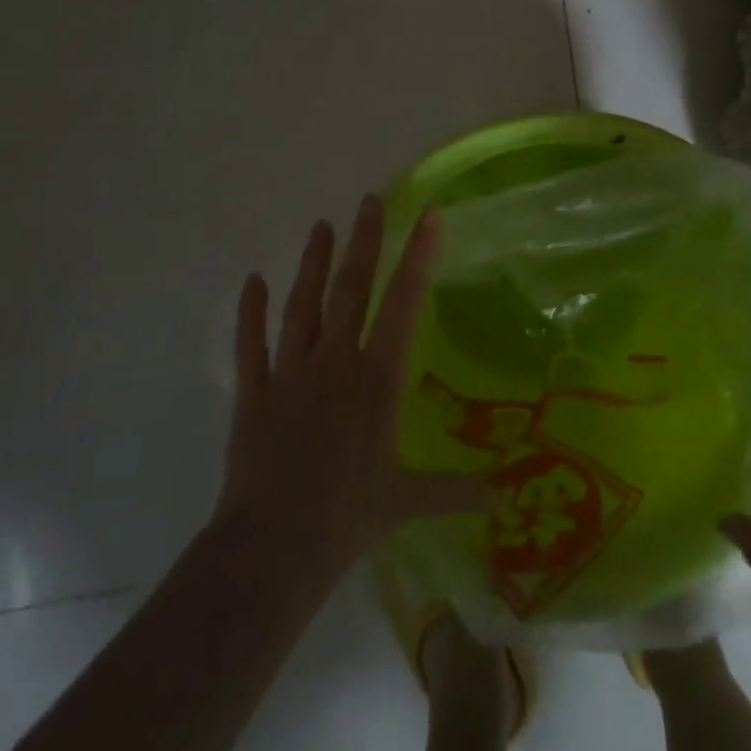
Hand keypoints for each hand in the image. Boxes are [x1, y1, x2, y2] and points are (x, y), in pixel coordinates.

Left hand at [211, 196, 484, 599]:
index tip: (428, 216)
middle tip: (369, 201)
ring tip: (321, 226)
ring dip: (313, 263)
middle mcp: (336, 360)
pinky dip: (250, 311)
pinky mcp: (254, 393)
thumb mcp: (408, 500)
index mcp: (378, 377)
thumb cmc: (347, 518)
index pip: (405, 302)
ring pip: (304, 304)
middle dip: (364, 242)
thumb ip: (454, 489)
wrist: (272, 549)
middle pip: (352, 288)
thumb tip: (500, 496)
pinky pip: (251, 344)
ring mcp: (290, 373)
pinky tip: (252, 281)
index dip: (419, 256)